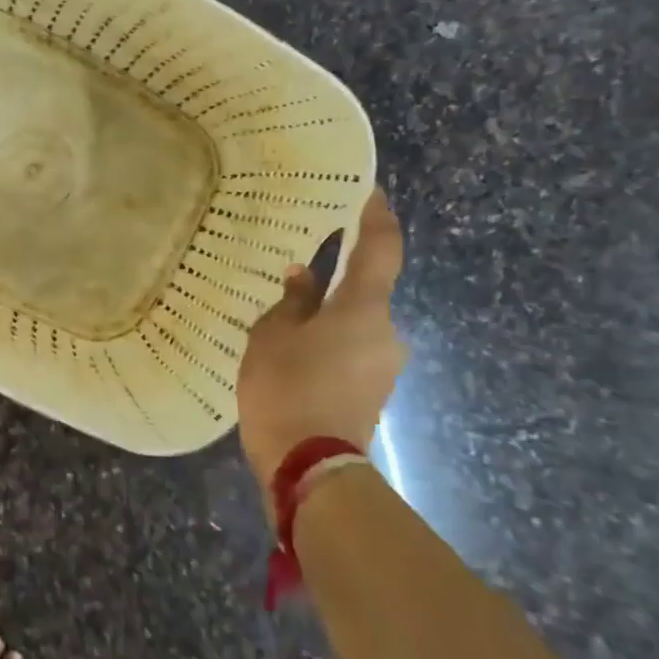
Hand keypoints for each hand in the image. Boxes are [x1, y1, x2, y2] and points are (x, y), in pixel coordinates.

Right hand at [237, 188, 406, 503]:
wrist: (310, 467)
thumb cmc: (287, 389)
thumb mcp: (272, 337)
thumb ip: (291, 301)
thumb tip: (303, 276)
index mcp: (364, 309)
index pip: (382, 247)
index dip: (377, 215)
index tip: (368, 191)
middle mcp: (386, 332)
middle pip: (366, 292)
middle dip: (337, 279)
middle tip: (297, 271)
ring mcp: (383, 365)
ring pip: (356, 324)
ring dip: (329, 316)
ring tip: (286, 319)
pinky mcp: (373, 391)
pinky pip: (352, 350)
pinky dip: (329, 342)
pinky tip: (295, 353)